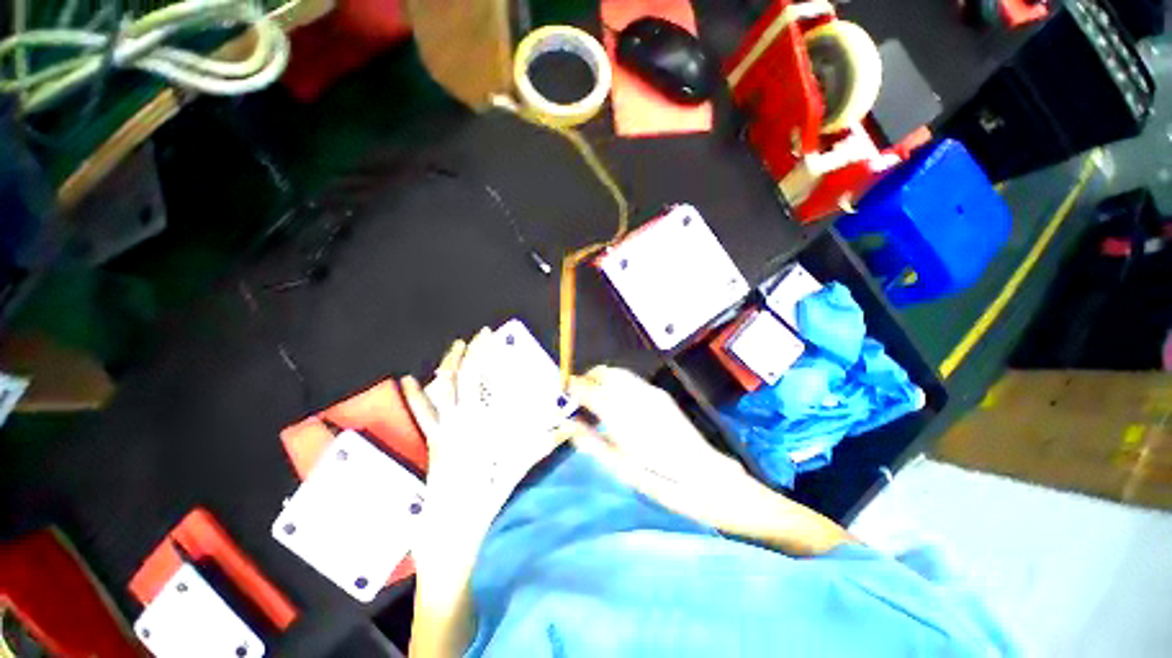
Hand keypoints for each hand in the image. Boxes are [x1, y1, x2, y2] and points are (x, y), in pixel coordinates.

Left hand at [401, 328, 567, 505]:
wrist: (452, 529)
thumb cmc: (486, 497)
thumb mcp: (518, 468)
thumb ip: (542, 444)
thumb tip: (567, 429)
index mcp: (480, 423)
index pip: (482, 380)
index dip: (485, 354)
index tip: (492, 337)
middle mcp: (459, 421)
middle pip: (461, 377)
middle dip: (471, 353)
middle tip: (481, 335)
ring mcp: (443, 430)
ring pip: (440, 390)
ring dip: (449, 365)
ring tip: (456, 346)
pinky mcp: (434, 441)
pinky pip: (423, 416)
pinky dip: (416, 397)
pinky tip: (408, 380)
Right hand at [564, 366, 751, 522]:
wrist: (706, 477)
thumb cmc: (660, 480)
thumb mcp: (620, 468)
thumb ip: (591, 442)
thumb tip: (567, 425)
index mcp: (622, 416)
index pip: (588, 389)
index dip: (572, 388)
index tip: (563, 395)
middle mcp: (635, 396)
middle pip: (603, 372)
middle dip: (586, 379)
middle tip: (577, 397)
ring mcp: (650, 393)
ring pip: (617, 372)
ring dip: (601, 378)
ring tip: (594, 398)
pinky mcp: (660, 395)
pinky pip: (631, 379)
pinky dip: (616, 382)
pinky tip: (616, 400)